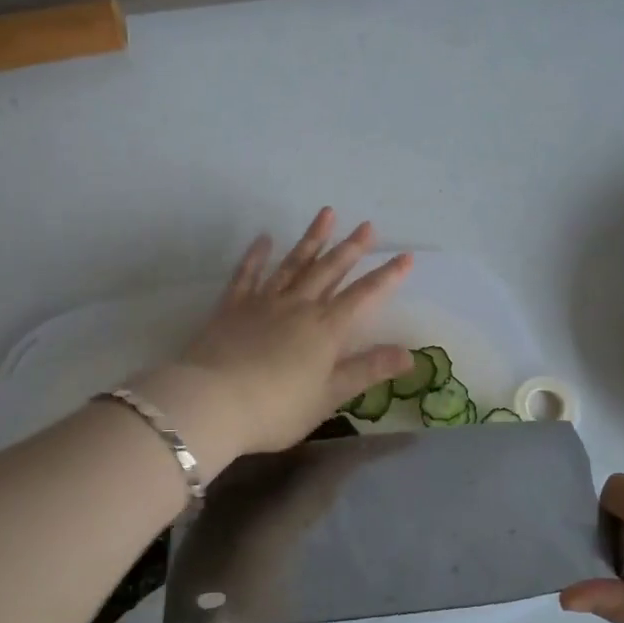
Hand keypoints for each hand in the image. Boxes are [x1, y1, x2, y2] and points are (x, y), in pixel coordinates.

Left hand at [145, 209, 413, 460]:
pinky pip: (248, 274)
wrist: (214, 402)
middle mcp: (298, 306)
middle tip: (367, 225)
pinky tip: (264, 239)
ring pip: (293, 264)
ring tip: (326, 214)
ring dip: (311, 239)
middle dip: (351, 248)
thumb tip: (409, 354)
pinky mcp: (233, 307)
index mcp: (325, 329)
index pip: (363, 296)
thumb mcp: (329, 396)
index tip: (406, 256)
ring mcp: (264, 302)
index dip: (387, 276)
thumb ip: (367, 370)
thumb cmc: (276, 408)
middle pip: (329, 270)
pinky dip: (256, 255)